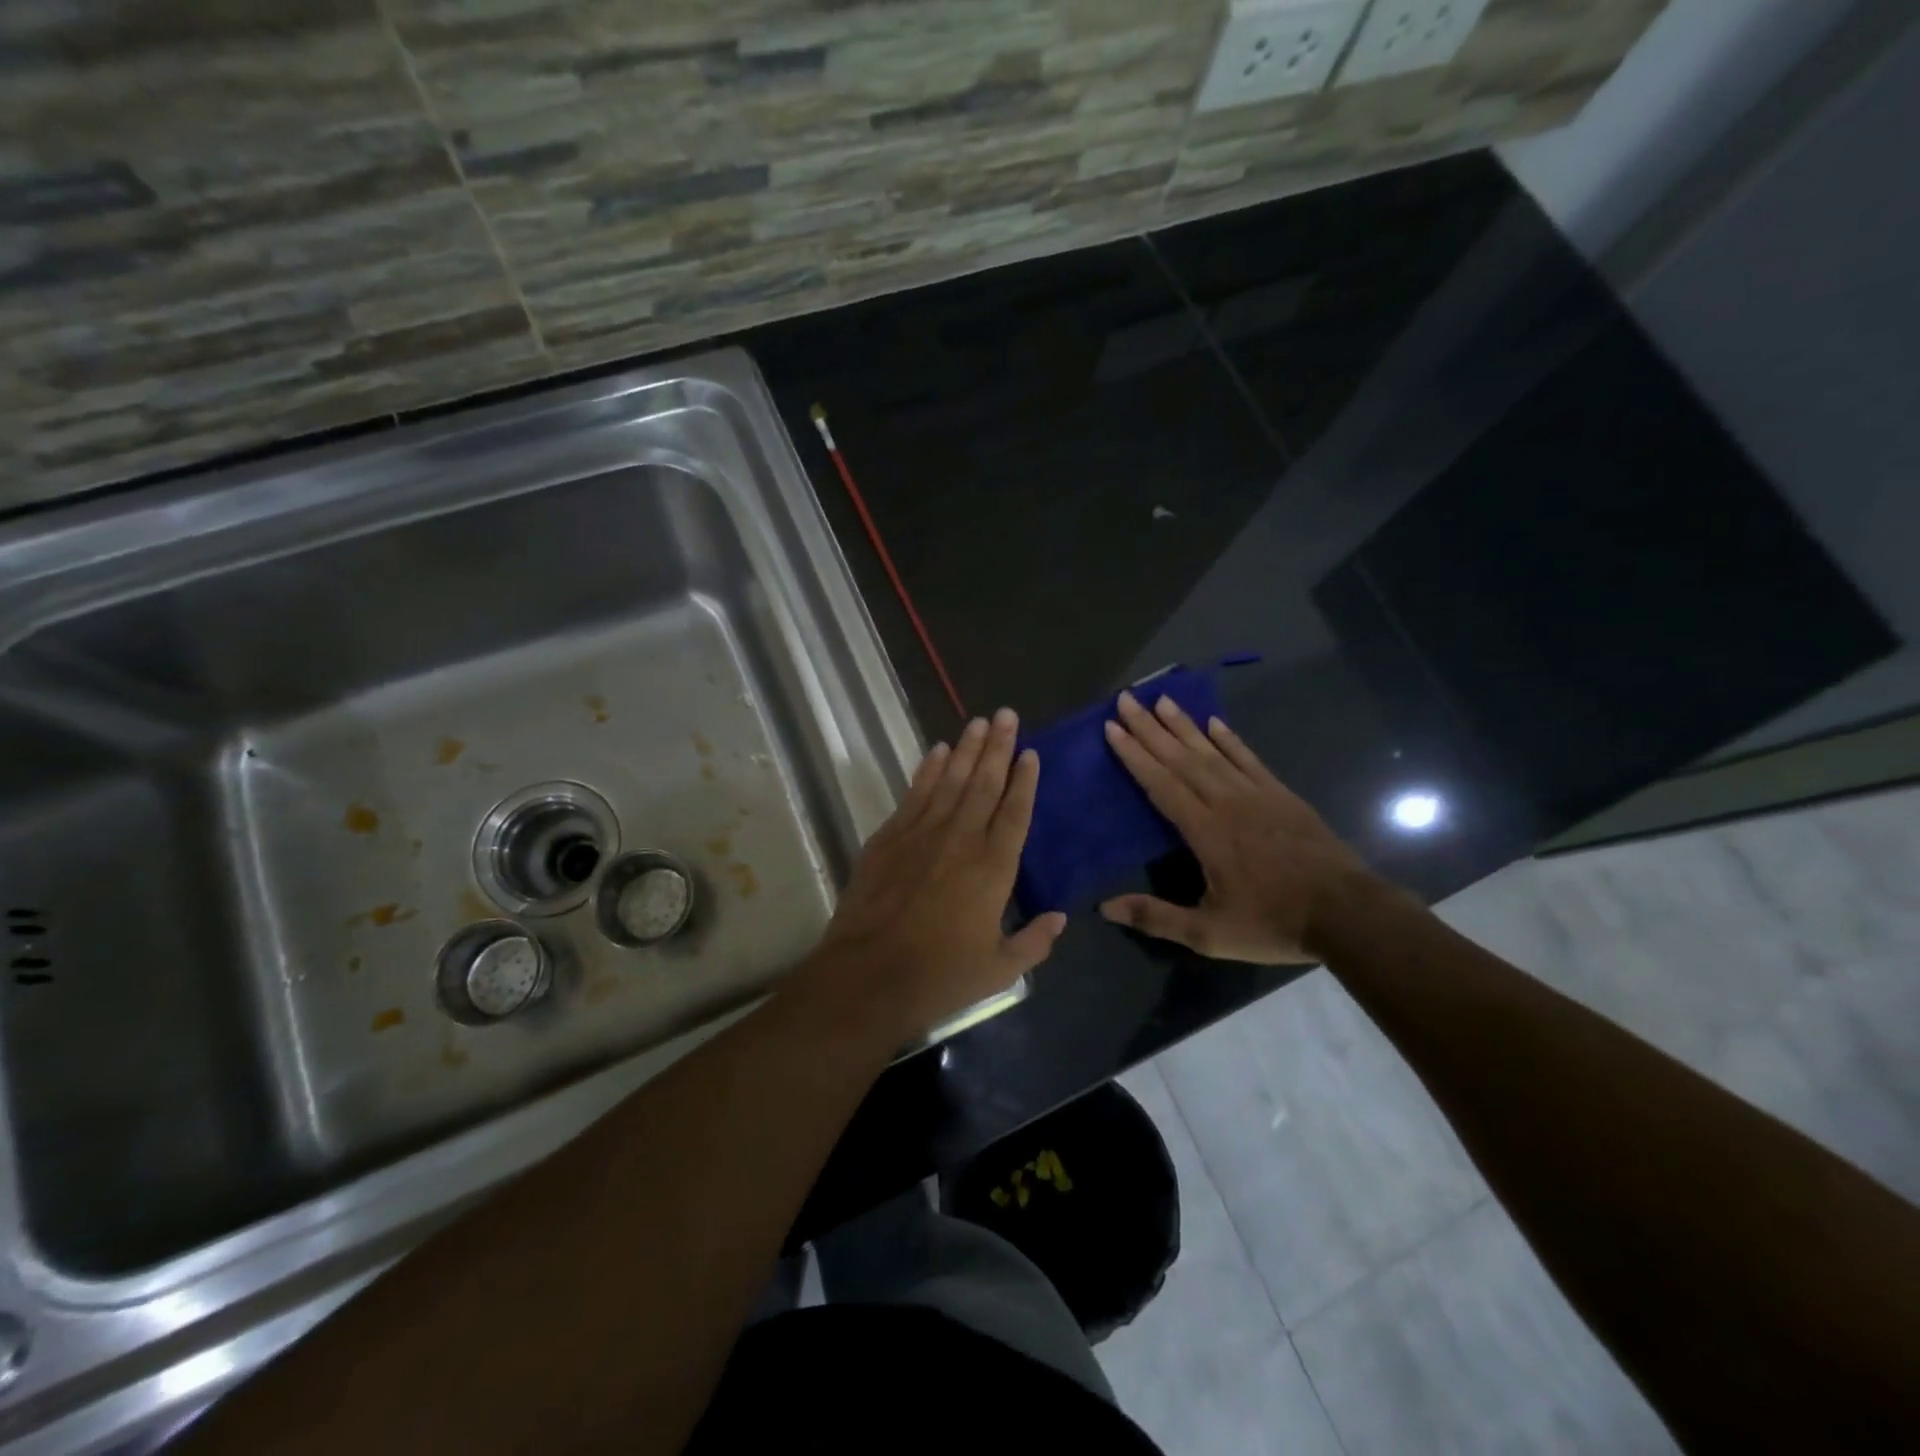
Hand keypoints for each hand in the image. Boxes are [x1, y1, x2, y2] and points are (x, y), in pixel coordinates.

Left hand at [798, 708, 1066, 1039]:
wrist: (868, 975)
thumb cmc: (939, 975)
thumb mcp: (1000, 970)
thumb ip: (1034, 942)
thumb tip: (1060, 918)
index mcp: (994, 867)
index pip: (1015, 812)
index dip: (1025, 780)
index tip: (1031, 753)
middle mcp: (962, 839)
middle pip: (984, 783)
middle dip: (998, 747)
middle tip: (1007, 714)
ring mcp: (922, 833)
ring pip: (950, 780)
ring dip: (966, 749)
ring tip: (979, 721)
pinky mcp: (890, 837)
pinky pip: (915, 793)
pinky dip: (927, 769)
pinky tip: (938, 750)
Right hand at [1099, 690, 1373, 963]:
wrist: (1348, 914)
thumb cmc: (1274, 923)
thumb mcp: (1209, 934)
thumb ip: (1157, 917)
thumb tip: (1105, 907)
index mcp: (1205, 831)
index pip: (1161, 784)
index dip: (1134, 755)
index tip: (1112, 727)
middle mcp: (1226, 802)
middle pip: (1181, 758)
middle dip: (1150, 728)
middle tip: (1126, 700)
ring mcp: (1257, 795)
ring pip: (1212, 752)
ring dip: (1184, 725)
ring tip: (1162, 700)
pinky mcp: (1282, 795)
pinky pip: (1249, 759)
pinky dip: (1230, 740)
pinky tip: (1214, 723)